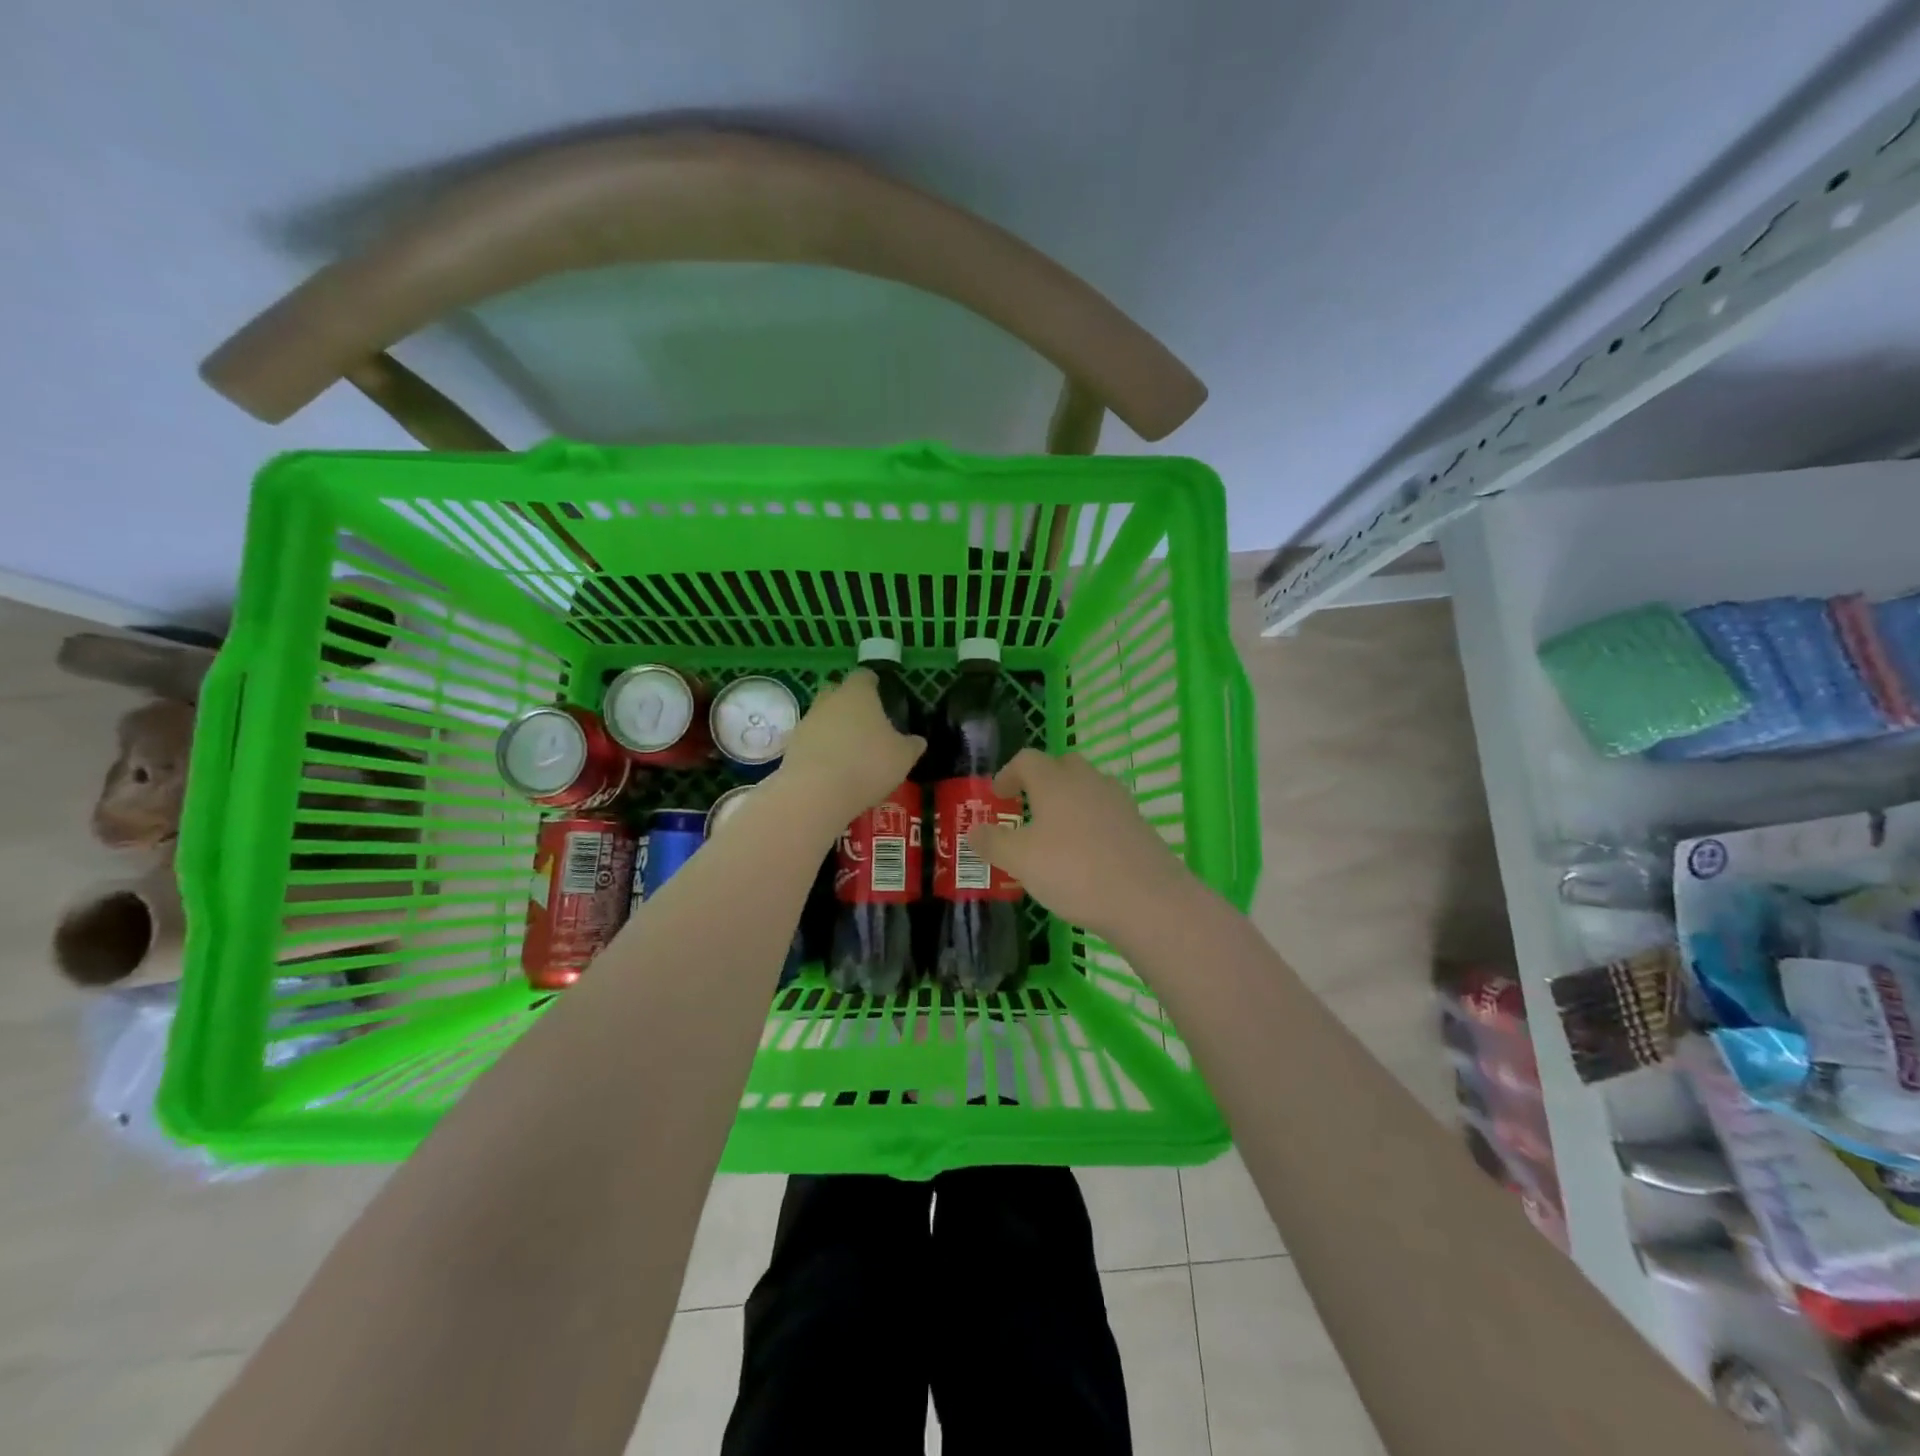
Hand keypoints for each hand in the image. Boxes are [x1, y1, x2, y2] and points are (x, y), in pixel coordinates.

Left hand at [774, 669, 925, 825]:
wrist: (816, 792)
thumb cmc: (868, 764)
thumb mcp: (903, 757)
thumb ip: (912, 745)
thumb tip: (917, 740)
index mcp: (858, 693)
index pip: (864, 676)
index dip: (873, 683)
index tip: (881, 694)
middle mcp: (829, 700)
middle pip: (838, 693)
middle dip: (850, 704)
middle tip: (866, 724)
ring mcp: (807, 722)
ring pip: (823, 717)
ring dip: (834, 729)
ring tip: (850, 752)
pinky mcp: (792, 746)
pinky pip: (812, 741)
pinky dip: (821, 750)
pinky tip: (833, 770)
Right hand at [966, 749, 1197, 942]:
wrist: (1147, 899)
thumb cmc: (1073, 871)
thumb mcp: (1020, 860)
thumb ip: (992, 842)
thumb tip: (973, 830)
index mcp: (1055, 781)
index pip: (1027, 760)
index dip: (1007, 774)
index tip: (997, 796)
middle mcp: (1088, 781)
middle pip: (1062, 766)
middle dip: (1042, 782)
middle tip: (1027, 810)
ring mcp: (1119, 802)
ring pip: (1087, 789)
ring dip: (1068, 803)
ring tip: (1055, 836)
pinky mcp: (1139, 825)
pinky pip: (1107, 813)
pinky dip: (1091, 824)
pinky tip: (1085, 856)